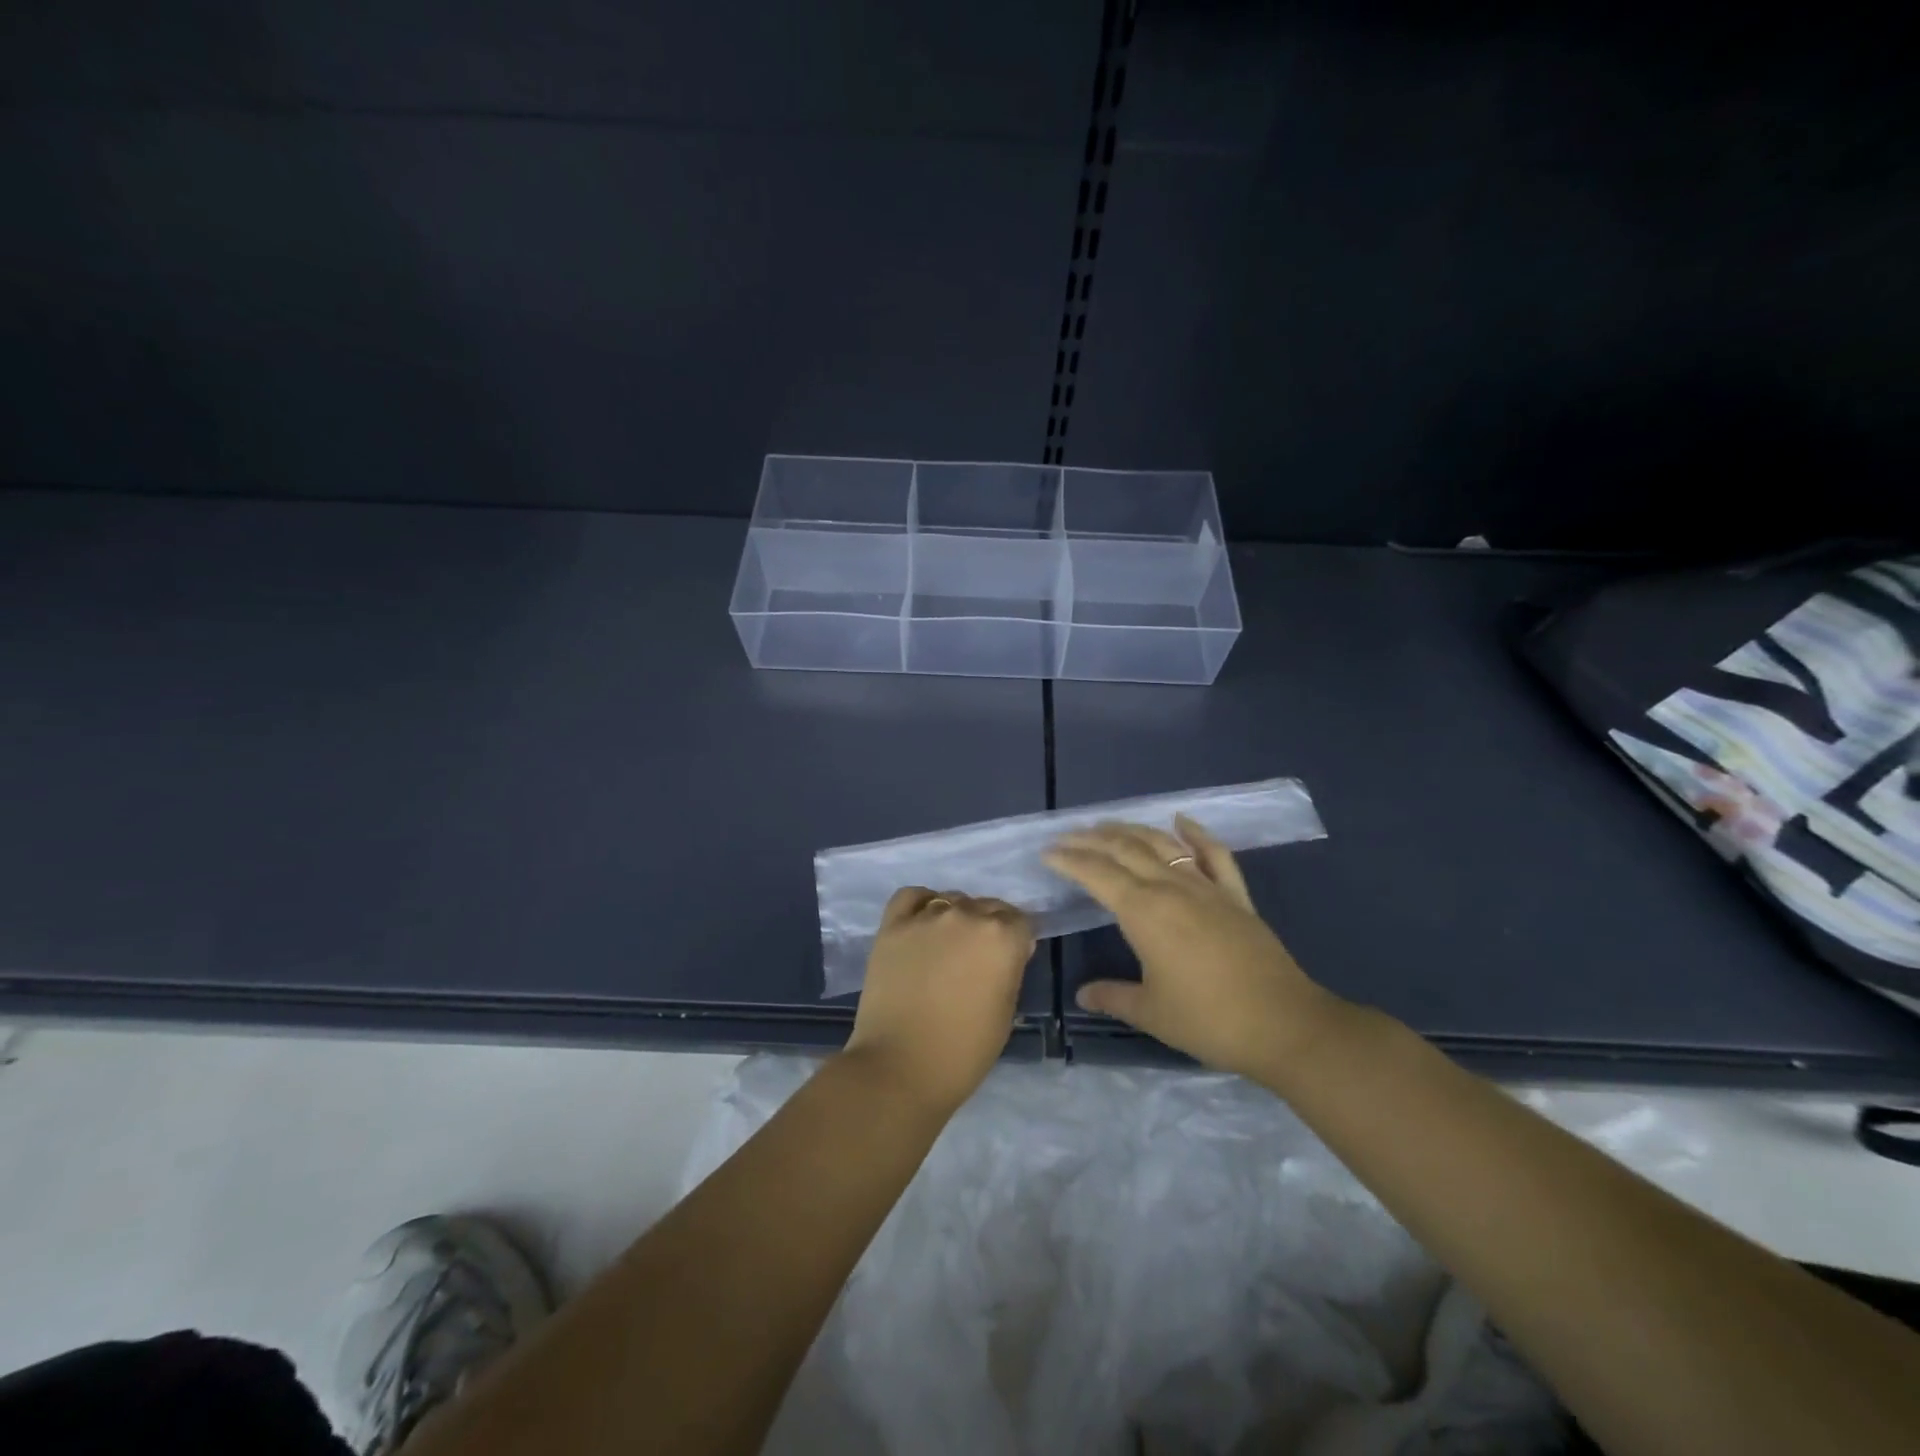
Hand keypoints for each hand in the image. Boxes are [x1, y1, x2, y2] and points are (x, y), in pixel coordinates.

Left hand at [842, 887, 1034, 1113]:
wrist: (901, 1066)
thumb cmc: (964, 1051)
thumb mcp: (1006, 1011)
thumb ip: (1009, 970)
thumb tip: (1006, 952)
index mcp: (1002, 937)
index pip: (1021, 921)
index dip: (1019, 941)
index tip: (1012, 959)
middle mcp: (967, 916)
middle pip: (988, 907)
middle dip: (990, 927)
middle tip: (979, 958)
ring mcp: (927, 917)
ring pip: (952, 900)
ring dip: (957, 917)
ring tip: (947, 946)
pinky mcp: (893, 925)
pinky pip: (912, 897)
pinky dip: (921, 905)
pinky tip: (922, 925)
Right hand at [1044, 815, 1334, 1078]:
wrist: (1283, 1024)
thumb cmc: (1208, 1020)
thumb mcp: (1151, 1013)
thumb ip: (1113, 996)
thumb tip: (1083, 993)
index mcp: (1144, 912)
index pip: (1097, 874)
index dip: (1069, 860)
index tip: (1047, 852)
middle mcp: (1171, 888)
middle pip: (1125, 849)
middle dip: (1092, 839)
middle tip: (1068, 835)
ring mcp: (1206, 888)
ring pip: (1163, 844)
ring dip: (1132, 830)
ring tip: (1108, 826)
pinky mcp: (1235, 896)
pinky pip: (1214, 855)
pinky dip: (1197, 834)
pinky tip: (1181, 821)